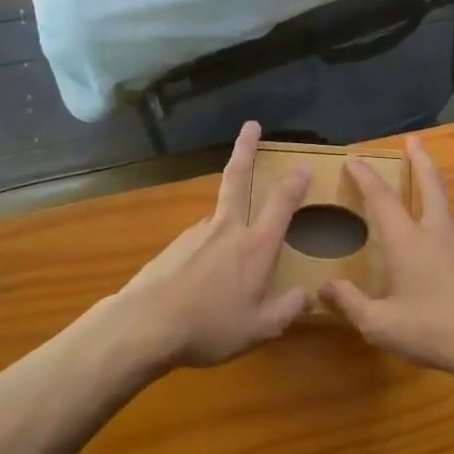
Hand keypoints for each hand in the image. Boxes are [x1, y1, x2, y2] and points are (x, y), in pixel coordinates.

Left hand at [116, 122, 312, 368]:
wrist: (145, 325)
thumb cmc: (210, 326)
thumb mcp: (259, 328)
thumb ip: (287, 309)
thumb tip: (308, 295)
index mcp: (255, 246)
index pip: (281, 204)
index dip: (295, 183)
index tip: (304, 165)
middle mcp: (227, 229)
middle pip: (238, 178)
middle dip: (246, 149)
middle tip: (250, 125)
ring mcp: (197, 233)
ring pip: (219, 216)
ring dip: (229, 221)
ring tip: (229, 269)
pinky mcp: (174, 246)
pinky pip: (200, 242)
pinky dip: (208, 251)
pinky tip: (202, 281)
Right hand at [321, 136, 453, 382]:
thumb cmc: (433, 331)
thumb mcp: (381, 326)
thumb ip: (351, 304)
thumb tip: (324, 287)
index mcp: (408, 242)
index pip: (382, 198)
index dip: (366, 176)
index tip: (354, 159)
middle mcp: (438, 233)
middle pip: (430, 184)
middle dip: (420, 159)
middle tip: (415, 140)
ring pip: (449, 211)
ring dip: (437, 196)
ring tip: (429, 199)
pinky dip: (451, 236)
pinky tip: (451, 256)